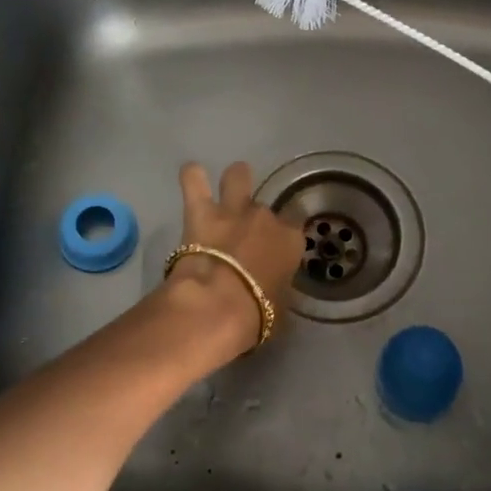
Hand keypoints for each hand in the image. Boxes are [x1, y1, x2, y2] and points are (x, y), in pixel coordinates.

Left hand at [165, 160, 304, 363]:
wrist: (216, 306)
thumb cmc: (256, 316)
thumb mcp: (280, 308)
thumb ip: (278, 290)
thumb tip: (272, 289)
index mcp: (290, 241)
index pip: (297, 221)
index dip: (287, 230)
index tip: (278, 243)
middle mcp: (265, 217)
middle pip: (265, 206)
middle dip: (256, 218)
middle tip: (245, 234)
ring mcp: (232, 210)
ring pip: (238, 176)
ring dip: (235, 180)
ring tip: (230, 186)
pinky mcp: (200, 212)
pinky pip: (194, 180)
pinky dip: (193, 177)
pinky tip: (193, 175)